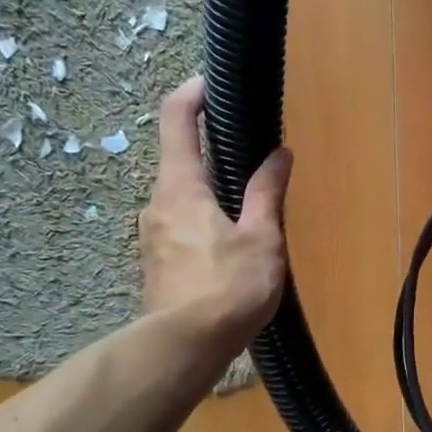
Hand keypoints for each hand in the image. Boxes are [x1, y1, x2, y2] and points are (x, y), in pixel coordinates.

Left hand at [139, 77, 291, 354]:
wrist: (184, 349)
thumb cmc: (228, 287)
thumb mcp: (260, 238)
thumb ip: (267, 193)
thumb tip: (279, 154)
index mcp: (181, 187)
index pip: (176, 120)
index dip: (192, 94)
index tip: (213, 83)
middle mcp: (157, 204)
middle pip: (180, 162)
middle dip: (212, 153)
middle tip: (250, 158)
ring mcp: (152, 237)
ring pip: (182, 200)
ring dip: (211, 194)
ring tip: (249, 211)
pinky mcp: (157, 266)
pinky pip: (181, 229)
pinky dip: (204, 223)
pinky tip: (230, 249)